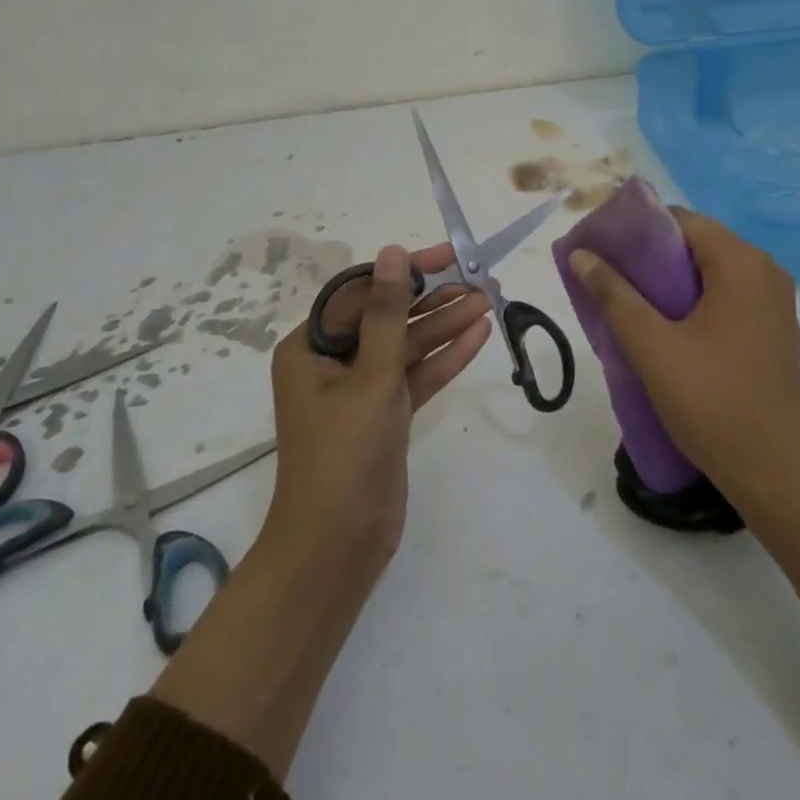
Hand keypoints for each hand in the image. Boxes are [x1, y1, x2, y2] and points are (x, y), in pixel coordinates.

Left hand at [264, 243, 491, 574]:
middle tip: (480, 279)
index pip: (362, 293)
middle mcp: (332, 362)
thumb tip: (393, 252)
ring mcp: (360, 390)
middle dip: (434, 299)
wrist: (338, 547)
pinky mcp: (385, 415)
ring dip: (445, 326)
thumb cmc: (344, 454)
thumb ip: (387, 313)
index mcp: (310, 347)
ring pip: (407, 346)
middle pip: (388, 317)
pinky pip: (416, 375)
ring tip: (489, 302)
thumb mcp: (371, 376)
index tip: (448, 255)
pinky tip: (478, 336)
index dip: (406, 270)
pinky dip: (444, 358)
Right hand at [566, 209, 799, 506]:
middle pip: (697, 244)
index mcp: (742, 263)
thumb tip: (581, 253)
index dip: (638, 230)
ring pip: (712, 272)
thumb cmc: (712, 402)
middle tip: (609, 279)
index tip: (603, 250)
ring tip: (630, 304)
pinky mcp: (775, 329)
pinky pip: (728, 296)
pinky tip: (668, 329)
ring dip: (671, 282)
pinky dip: (696, 301)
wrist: (775, 473)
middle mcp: (766, 271)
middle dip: (650, 257)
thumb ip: (614, 294)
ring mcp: (776, 302)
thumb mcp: (652, 346)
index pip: (681, 221)